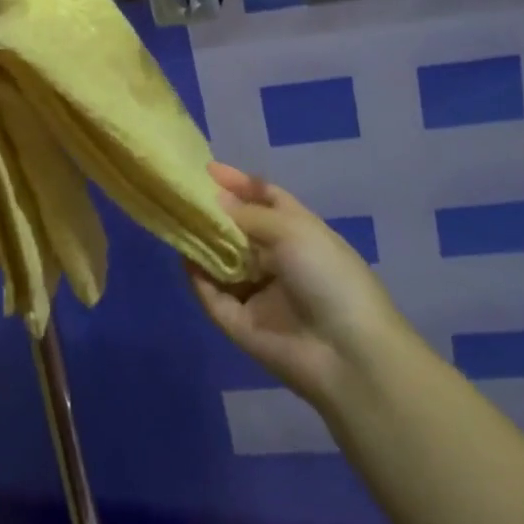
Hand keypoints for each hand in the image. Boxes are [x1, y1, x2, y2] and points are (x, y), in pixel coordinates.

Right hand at [188, 163, 412, 413]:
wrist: (348, 355)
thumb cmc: (328, 277)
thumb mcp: (293, 230)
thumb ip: (249, 214)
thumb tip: (216, 198)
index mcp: (299, 232)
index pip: (265, 198)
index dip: (239, 183)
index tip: (207, 169)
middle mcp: (278, 260)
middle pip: (239, 229)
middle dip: (214, 211)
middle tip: (182, 192)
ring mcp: (259, 293)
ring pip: (222, 262)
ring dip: (202, 242)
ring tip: (175, 219)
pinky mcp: (241, 325)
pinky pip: (214, 297)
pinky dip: (198, 278)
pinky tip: (184, 256)